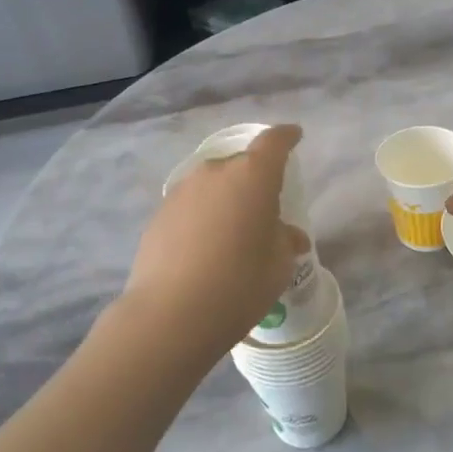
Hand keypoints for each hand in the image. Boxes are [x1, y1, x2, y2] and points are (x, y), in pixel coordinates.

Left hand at [123, 125, 309, 358]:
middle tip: (263, 208)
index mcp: (252, 176)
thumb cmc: (239, 284)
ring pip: (211, 185)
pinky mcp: (158, 215)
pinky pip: (190, 206)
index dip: (286, 138)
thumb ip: (286, 241)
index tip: (294, 137)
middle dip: (253, 179)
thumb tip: (290, 236)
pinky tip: (204, 248)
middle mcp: (213, 173)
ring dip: (225, 199)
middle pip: (239, 164)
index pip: (273, 142)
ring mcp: (181, 192)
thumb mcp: (278, 265)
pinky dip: (202, 217)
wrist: (171, 314)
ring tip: (232, 233)